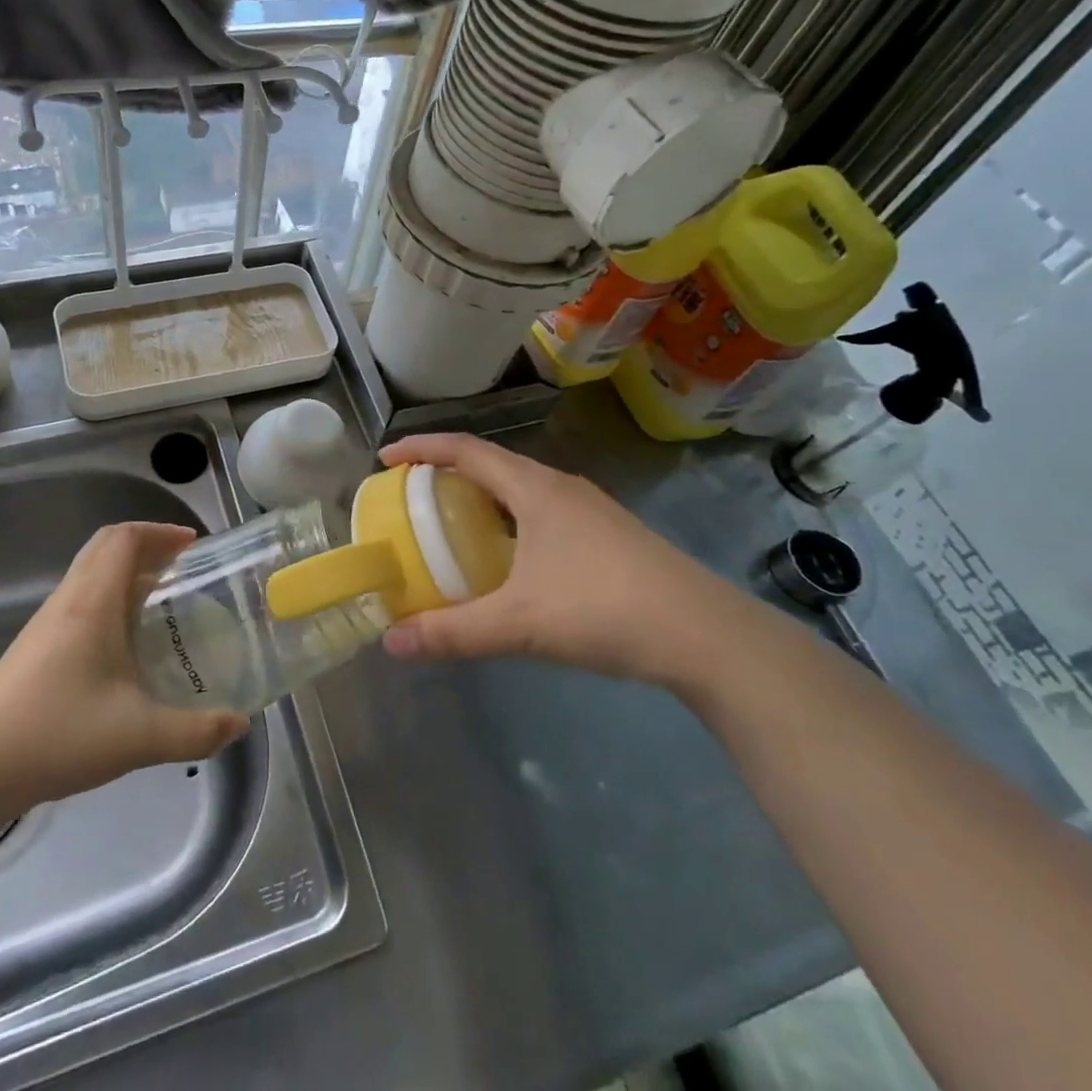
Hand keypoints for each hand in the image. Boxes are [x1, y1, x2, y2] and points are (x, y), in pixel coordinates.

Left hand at [0, 523, 249, 810]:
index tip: (194, 546)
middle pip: (106, 548)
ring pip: (91, 574)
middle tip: (184, 570)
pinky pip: (81, 601)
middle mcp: (69, 601)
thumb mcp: (138, 737)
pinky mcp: (37, 647)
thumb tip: (239, 725)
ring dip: (128, 574)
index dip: (161, 532)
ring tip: (163, 603)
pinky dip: (111, 600)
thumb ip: (195, 732)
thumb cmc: (56, 734)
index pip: (124, 538)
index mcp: (92, 602)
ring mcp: (48, 623)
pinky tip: (127, 644)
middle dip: (148, 547)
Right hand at [378, 434, 751, 684]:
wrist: (706, 635)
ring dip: (481, 498)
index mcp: (535, 488)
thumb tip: (391, 642)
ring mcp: (590, 510)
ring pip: (520, 490)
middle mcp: (560, 487)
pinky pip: (542, 512)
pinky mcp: (608, 535)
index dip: (421, 448)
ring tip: (452, 525)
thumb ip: (452, 632)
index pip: (466, 450)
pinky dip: (509, 521)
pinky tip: (508, 560)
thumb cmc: (604, 610)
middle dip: (446, 474)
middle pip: (492, 465)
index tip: (385, 459)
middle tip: (411, 497)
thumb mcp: (519, 623)